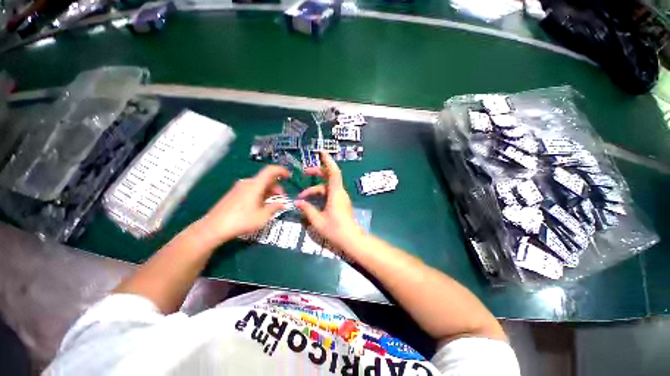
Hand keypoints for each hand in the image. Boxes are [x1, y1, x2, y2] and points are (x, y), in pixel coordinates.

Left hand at [195, 165, 289, 244]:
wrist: (213, 228)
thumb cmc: (241, 221)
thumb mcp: (263, 216)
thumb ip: (275, 207)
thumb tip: (283, 204)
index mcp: (255, 185)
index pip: (270, 170)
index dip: (281, 171)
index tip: (289, 177)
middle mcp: (247, 183)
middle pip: (266, 179)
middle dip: (277, 187)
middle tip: (282, 198)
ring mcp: (239, 188)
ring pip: (259, 184)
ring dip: (269, 191)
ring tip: (272, 203)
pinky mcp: (234, 194)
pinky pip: (252, 189)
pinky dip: (260, 193)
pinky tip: (261, 205)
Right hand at [295, 152, 364, 250]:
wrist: (351, 239)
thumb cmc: (335, 230)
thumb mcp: (317, 220)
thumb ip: (307, 209)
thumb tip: (297, 202)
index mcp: (336, 193)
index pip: (333, 172)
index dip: (328, 160)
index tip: (321, 152)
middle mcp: (340, 193)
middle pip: (330, 177)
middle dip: (317, 172)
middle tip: (306, 172)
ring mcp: (341, 198)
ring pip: (327, 187)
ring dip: (315, 189)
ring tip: (302, 196)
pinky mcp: (340, 203)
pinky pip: (329, 194)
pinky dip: (320, 194)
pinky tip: (311, 202)